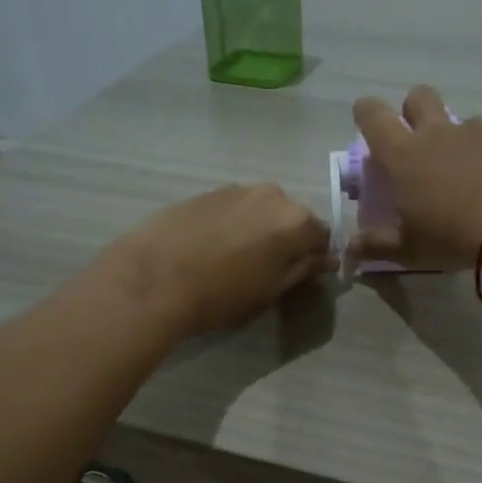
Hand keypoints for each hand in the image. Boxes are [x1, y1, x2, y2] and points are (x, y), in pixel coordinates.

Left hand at [100, 184, 332, 338]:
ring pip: (261, 210)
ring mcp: (238, 189)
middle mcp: (273, 195)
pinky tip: (212, 246)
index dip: (314, 257)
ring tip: (235, 257)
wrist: (155, 277)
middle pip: (291, 218)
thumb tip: (326, 260)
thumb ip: (303, 269)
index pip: (322, 236)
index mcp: (296, 220)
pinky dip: (233, 223)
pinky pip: (235, 208)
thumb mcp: (271, 289)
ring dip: (258, 229)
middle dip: (286, 240)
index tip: (301, 276)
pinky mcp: (207, 192)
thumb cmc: (222, 293)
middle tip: (265, 269)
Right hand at [350, 86, 481, 268]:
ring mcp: (477, 129)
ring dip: (461, 137)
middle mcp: (437, 133)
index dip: (366, 112)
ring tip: (473, 170)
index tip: (366, 117)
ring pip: (462, 118)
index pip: (373, 117)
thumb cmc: (453, 236)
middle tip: (420, 138)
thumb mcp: (410, 250)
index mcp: (404, 156)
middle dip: (414, 108)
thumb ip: (377, 246)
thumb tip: (350, 248)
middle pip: (418, 97)